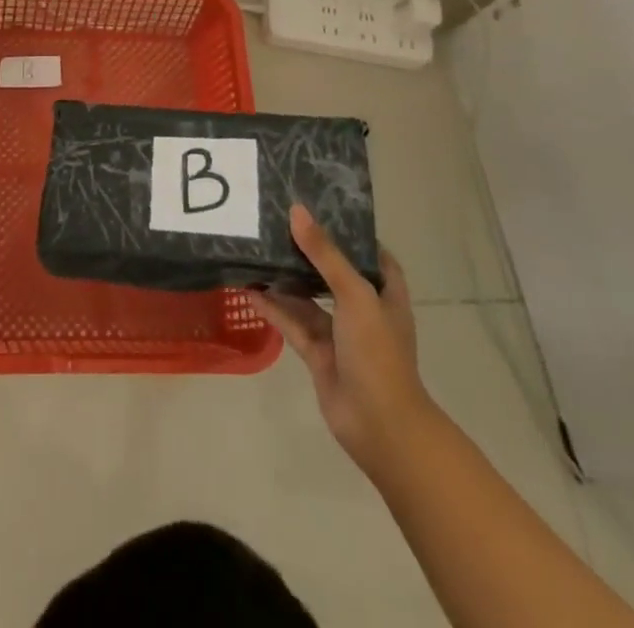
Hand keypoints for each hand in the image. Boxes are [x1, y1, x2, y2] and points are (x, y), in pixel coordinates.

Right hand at [251, 206, 432, 481]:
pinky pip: (292, 322)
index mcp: (384, 292)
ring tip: (256, 249)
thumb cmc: (378, 353)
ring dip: (286, 279)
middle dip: (309, 251)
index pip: (370, 252)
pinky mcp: (318, 353)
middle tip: (277, 221)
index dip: (350, 231)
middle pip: (333, 271)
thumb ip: (325, 254)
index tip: (320, 205)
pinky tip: (249, 290)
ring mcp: (340, 333)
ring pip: (308, 297)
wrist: (380, 426)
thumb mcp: (355, 295)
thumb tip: (297, 211)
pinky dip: (274, 307)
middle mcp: (363, 309)